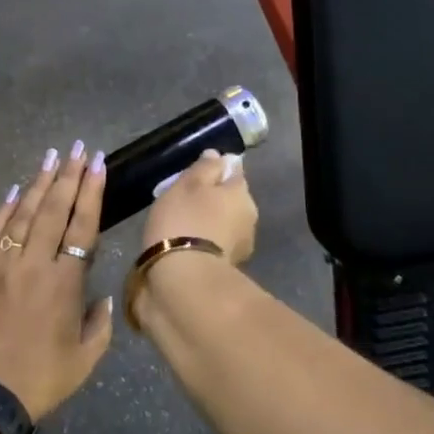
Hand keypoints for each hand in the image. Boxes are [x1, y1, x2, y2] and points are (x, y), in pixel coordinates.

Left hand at [0, 142, 113, 420]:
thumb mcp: (84, 361)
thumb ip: (99, 325)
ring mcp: (1, 264)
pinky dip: (4, 209)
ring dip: (38, 183)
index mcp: (64, 282)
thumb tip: (103, 297)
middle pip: (54, 209)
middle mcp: (33, 263)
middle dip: (68, 175)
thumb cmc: (38, 381)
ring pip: (23, 213)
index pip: (82, 225)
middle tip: (77, 148)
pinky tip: (14, 191)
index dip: (91, 191)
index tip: (97, 164)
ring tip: (51, 157)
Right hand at [142, 149, 257, 263]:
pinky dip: (207, 240)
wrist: (186, 278)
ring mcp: (243, 243)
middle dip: (214, 198)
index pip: (234, 170)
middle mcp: (250, 214)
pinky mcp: (231, 266)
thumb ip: (205, 168)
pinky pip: (218, 242)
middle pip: (231, 197)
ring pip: (226, 221)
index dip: (216, 169)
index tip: (196, 174)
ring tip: (185, 225)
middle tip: (185, 200)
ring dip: (211, 220)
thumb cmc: (183, 221)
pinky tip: (189, 244)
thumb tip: (218, 156)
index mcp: (241, 191)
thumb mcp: (187, 184)